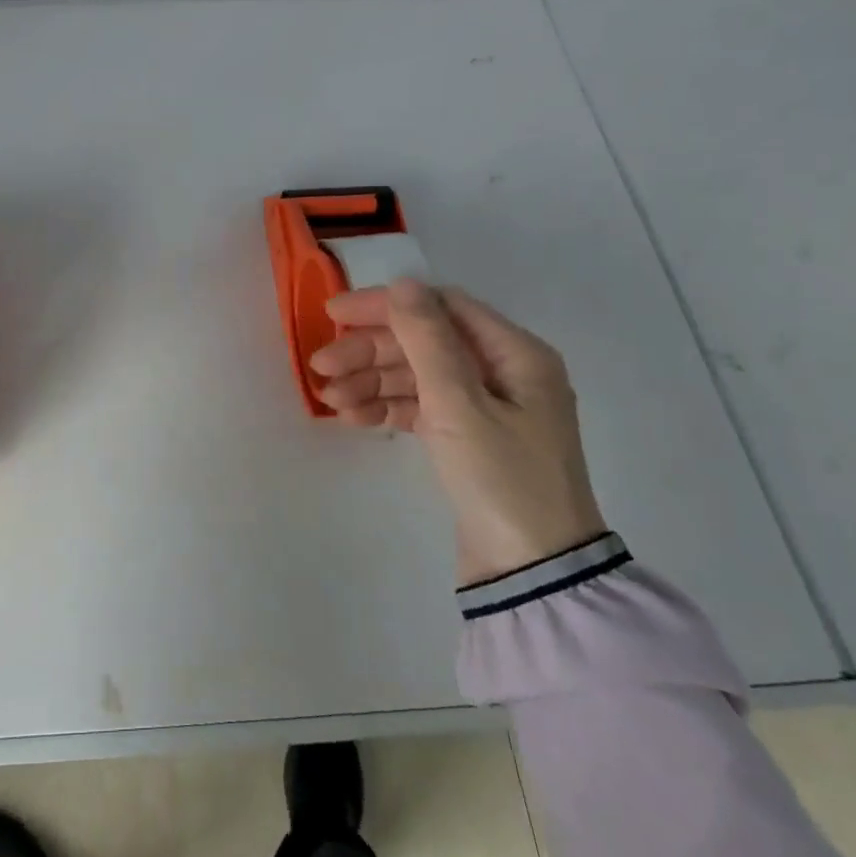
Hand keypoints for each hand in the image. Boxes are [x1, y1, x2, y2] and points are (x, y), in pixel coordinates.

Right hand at [310, 280, 606, 585]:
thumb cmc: (502, 479)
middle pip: (424, 343)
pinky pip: (421, 409)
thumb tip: (402, 283)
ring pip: (417, 377)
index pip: (442, 308)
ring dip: (372, 381)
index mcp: (516, 354)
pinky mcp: (467, 440)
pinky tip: (352, 417)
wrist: (534, 574)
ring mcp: (485, 408)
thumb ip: (428, 340)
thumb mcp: (461, 405)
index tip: (334, 314)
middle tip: (321, 367)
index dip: (386, 306)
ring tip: (329, 400)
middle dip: (370, 351)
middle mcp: (503, 373)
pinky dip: (387, 408)